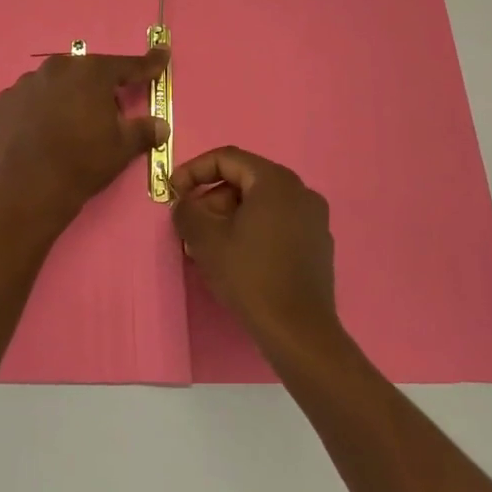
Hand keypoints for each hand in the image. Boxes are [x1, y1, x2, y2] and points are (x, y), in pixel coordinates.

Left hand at [0, 47, 169, 218]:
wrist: (28, 187)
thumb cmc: (83, 162)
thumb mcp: (122, 148)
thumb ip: (144, 130)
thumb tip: (161, 125)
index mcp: (91, 72)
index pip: (127, 65)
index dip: (147, 63)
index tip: (161, 56)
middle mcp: (57, 67)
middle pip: (87, 73)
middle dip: (100, 88)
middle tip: (109, 114)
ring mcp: (26, 82)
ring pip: (56, 84)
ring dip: (67, 97)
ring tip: (70, 127)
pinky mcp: (4, 101)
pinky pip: (30, 100)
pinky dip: (39, 109)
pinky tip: (42, 132)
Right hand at [172, 147, 338, 357]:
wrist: (299, 332)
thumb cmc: (250, 276)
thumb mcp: (205, 239)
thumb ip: (186, 210)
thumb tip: (184, 203)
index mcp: (275, 181)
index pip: (227, 159)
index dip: (193, 170)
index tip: (173, 192)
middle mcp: (300, 191)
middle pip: (244, 181)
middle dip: (211, 199)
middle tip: (189, 225)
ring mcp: (314, 219)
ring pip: (260, 204)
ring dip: (229, 217)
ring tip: (207, 246)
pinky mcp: (318, 245)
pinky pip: (277, 224)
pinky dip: (252, 230)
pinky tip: (236, 258)